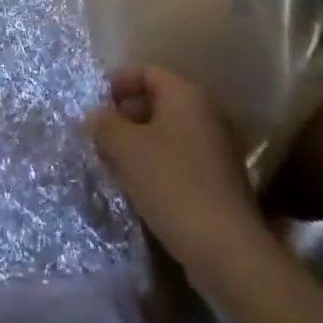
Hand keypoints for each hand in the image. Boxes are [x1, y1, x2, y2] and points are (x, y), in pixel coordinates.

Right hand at [87, 65, 261, 274]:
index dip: (117, 83)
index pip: (146, 71)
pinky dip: (158, 166)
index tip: (95, 107)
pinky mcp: (220, 181)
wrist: (227, 250)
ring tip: (115, 165)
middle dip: (125, 116)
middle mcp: (207, 113)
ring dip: (140, 144)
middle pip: (158, 101)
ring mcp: (218, 148)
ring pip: (168, 133)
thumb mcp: (126, 148)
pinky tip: (141, 188)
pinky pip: (181, 159)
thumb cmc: (172, 184)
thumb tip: (96, 115)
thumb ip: (104, 123)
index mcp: (186, 95)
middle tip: (101, 138)